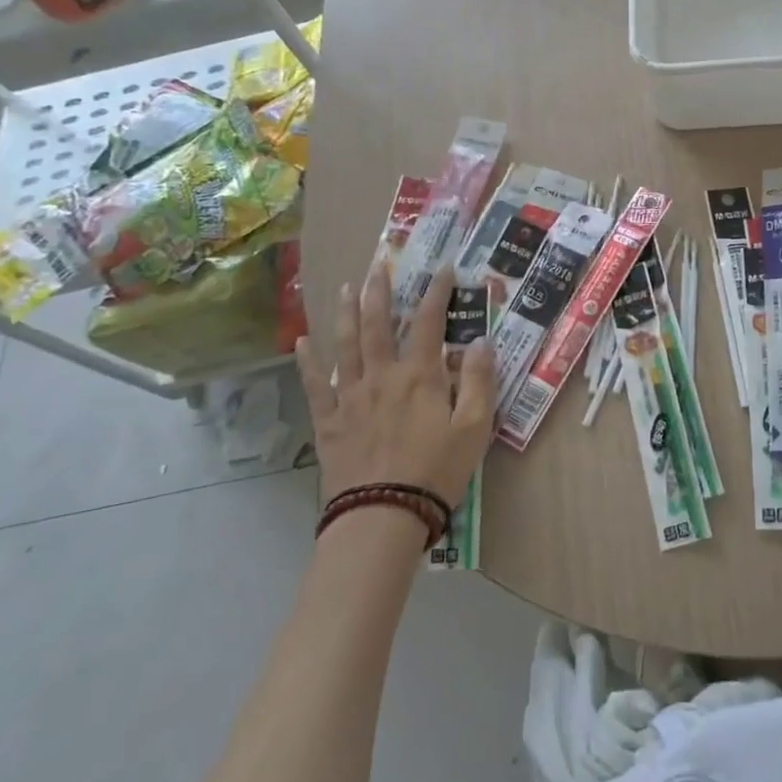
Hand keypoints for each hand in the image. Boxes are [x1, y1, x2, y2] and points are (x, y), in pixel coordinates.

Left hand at [297, 262, 494, 511]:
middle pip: (379, 324)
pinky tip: (301, 342)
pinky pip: (315, 386)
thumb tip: (479, 341)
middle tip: (379, 266)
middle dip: (380, 292)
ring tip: (345, 288)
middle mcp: (382, 376)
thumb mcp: (474, 427)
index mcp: (420, 376)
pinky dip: (308, 362)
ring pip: (345, 345)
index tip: (443, 268)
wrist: (384, 515)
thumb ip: (479, 381)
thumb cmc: (437, 470)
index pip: (429, 322)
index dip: (437, 292)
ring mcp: (351, 397)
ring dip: (345, 313)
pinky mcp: (330, 421)